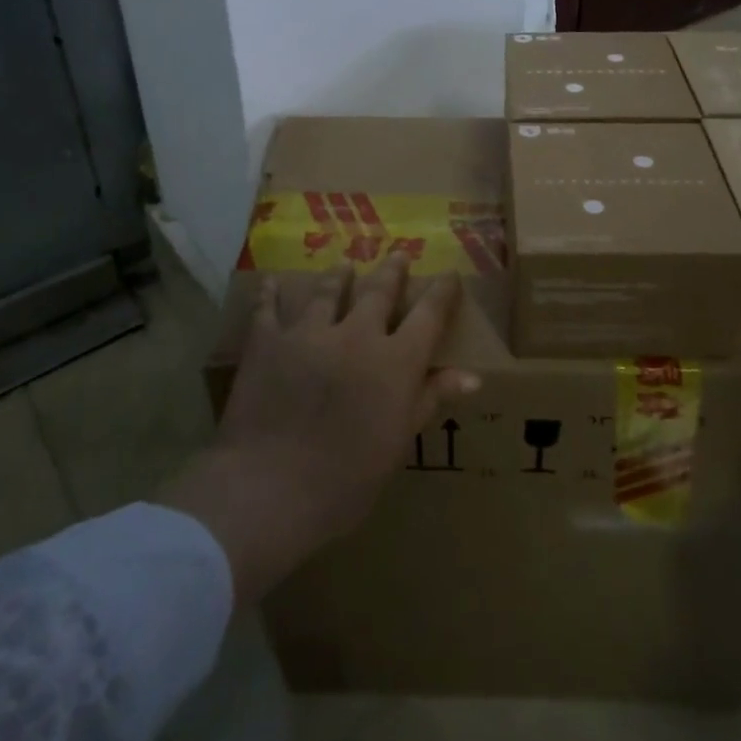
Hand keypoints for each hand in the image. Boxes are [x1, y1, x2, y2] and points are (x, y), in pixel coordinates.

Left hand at [157, 255, 476, 605]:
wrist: (270, 487)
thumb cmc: (347, 479)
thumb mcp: (399, 443)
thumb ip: (430, 399)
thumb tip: (473, 376)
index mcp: (396, 361)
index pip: (428, 314)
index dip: (441, 292)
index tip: (449, 274)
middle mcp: (356, 334)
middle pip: (379, 291)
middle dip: (392, 271)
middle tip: (398, 254)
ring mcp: (309, 332)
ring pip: (328, 291)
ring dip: (339, 276)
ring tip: (345, 265)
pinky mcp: (268, 341)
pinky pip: (269, 308)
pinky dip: (272, 293)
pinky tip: (273, 281)